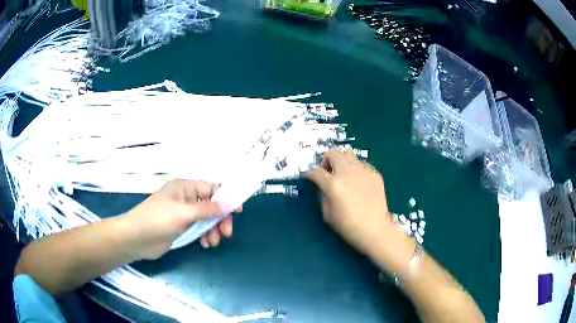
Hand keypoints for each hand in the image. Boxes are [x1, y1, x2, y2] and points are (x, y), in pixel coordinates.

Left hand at [122, 179, 239, 259]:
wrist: (137, 238)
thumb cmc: (158, 220)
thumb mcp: (184, 213)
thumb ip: (208, 209)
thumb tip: (230, 203)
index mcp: (185, 188)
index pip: (211, 188)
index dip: (226, 198)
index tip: (238, 211)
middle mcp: (186, 199)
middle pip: (211, 206)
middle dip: (220, 219)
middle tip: (226, 233)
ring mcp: (183, 214)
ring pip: (206, 219)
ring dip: (213, 230)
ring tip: (213, 242)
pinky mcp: (181, 227)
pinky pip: (199, 229)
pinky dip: (204, 235)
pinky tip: (205, 244)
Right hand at [307, 150, 405, 259]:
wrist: (374, 229)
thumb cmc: (348, 225)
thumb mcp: (327, 213)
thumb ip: (323, 195)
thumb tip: (323, 186)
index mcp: (333, 184)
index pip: (316, 171)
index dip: (310, 174)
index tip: (310, 178)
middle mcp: (348, 172)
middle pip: (333, 153)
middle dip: (326, 160)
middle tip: (327, 172)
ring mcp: (363, 171)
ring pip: (348, 154)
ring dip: (342, 161)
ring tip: (343, 174)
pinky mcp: (374, 174)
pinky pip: (362, 164)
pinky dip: (356, 169)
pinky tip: (358, 182)